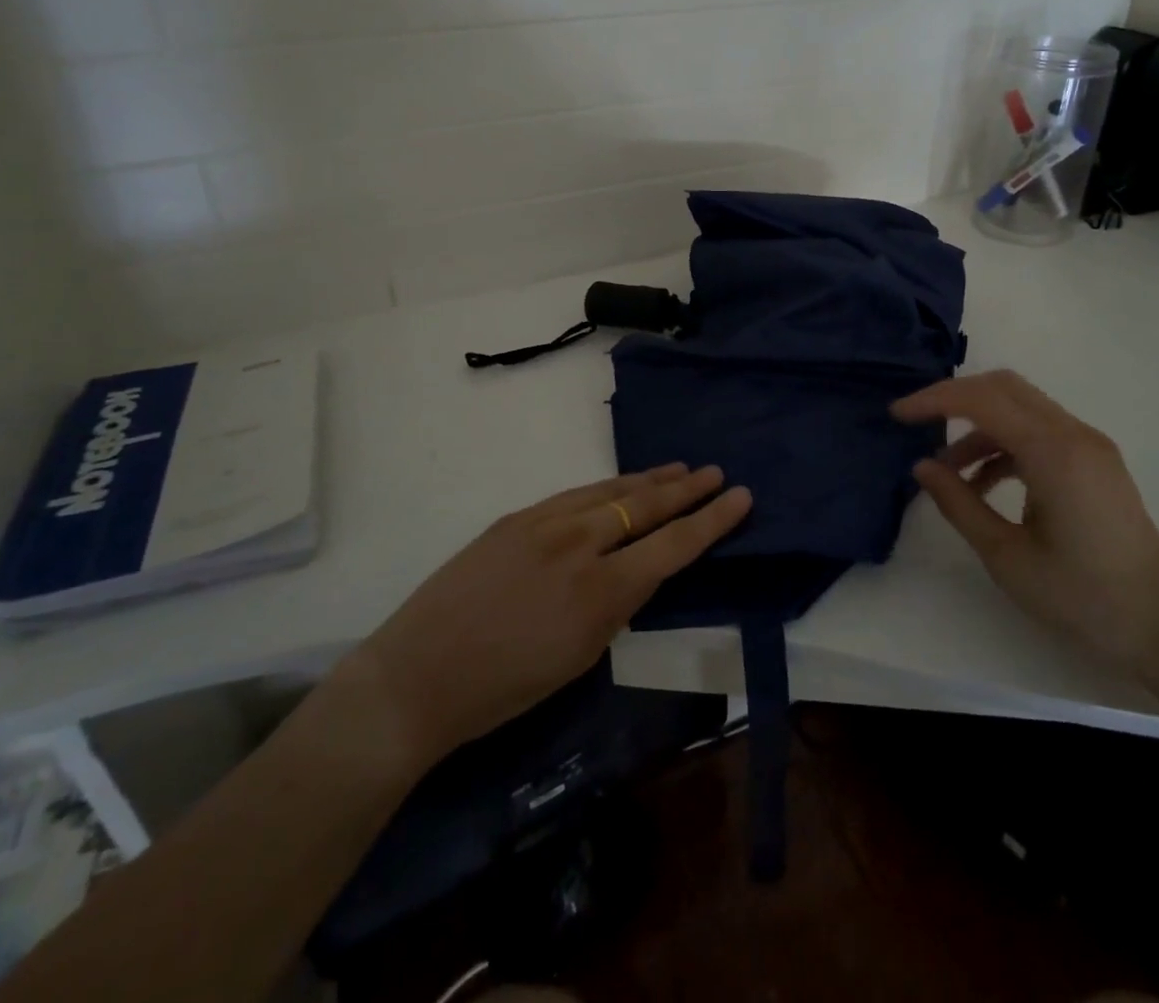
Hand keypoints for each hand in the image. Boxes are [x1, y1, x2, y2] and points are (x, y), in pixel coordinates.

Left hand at [351, 464, 751, 762]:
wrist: (418, 675)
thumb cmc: (504, 689)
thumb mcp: (579, 657)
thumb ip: (615, 605)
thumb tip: (635, 569)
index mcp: (600, 591)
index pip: (672, 545)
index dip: (711, 520)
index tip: (740, 495)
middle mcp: (579, 544)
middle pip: (645, 504)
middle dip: (686, 489)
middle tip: (715, 472)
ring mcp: (544, 524)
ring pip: (611, 490)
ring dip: (649, 480)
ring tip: (679, 469)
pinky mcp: (516, 518)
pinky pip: (575, 495)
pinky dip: (607, 487)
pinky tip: (619, 484)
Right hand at [892, 370, 1158, 670]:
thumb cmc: (1081, 597)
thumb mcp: (1005, 556)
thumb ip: (958, 503)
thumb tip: (922, 466)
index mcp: (1054, 453)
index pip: (982, 400)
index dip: (934, 400)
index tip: (898, 415)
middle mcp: (1075, 435)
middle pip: (1003, 388)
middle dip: (954, 398)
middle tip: (916, 422)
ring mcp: (1090, 446)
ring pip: (1020, 408)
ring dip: (978, 426)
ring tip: (947, 471)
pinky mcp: (1095, 462)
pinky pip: (1039, 432)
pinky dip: (1004, 443)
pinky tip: (983, 484)